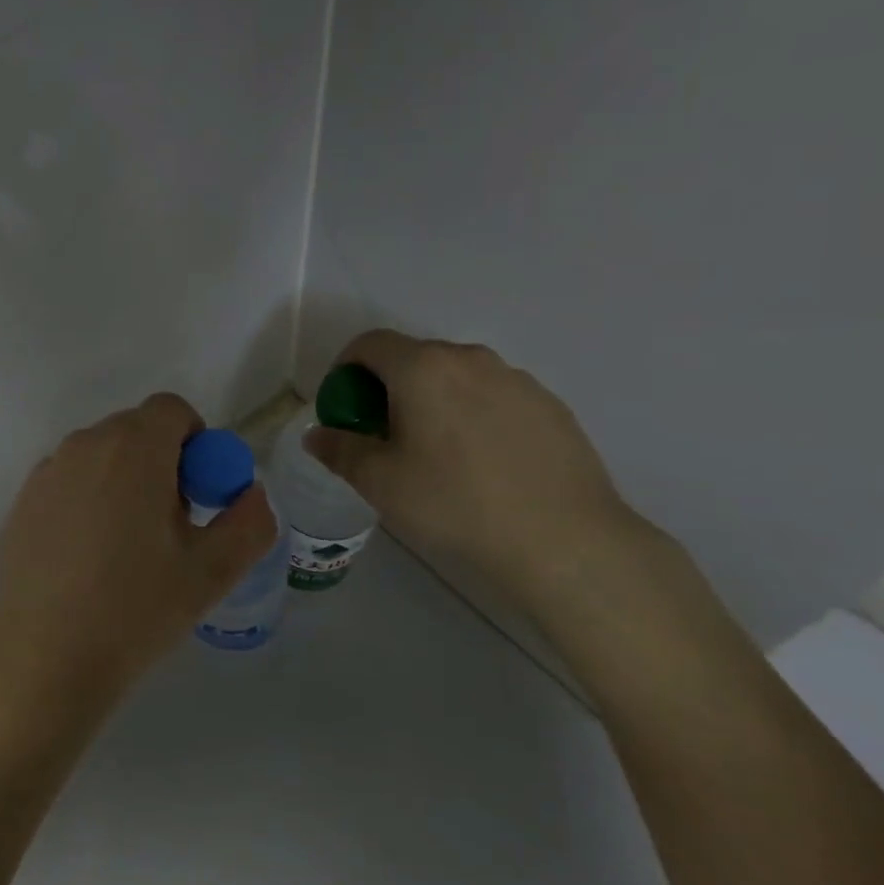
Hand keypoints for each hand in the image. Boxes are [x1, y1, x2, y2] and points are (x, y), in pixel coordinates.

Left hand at [0, 392, 277, 723]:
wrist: (42, 657)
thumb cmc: (134, 609)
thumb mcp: (211, 572)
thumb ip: (249, 522)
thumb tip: (252, 493)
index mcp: (133, 448)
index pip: (172, 409)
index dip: (196, 442)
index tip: (199, 494)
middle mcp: (85, 444)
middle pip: (136, 430)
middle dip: (163, 462)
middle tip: (171, 525)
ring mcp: (48, 471)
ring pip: (101, 455)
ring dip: (125, 480)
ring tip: (128, 547)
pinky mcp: (23, 500)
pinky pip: (70, 480)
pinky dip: (89, 498)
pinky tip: (87, 558)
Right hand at [306, 330, 656, 613]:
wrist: (565, 541)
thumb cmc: (456, 504)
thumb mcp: (381, 483)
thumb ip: (340, 450)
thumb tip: (317, 435)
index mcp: (422, 368)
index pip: (369, 344)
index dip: (345, 369)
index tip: (345, 408)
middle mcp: (469, 359)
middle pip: (413, 357)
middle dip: (389, 387)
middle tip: (385, 435)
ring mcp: (516, 380)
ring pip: (457, 377)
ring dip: (434, 399)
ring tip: (438, 452)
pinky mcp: (550, 406)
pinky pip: (495, 397)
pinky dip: (475, 415)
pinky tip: (485, 464)